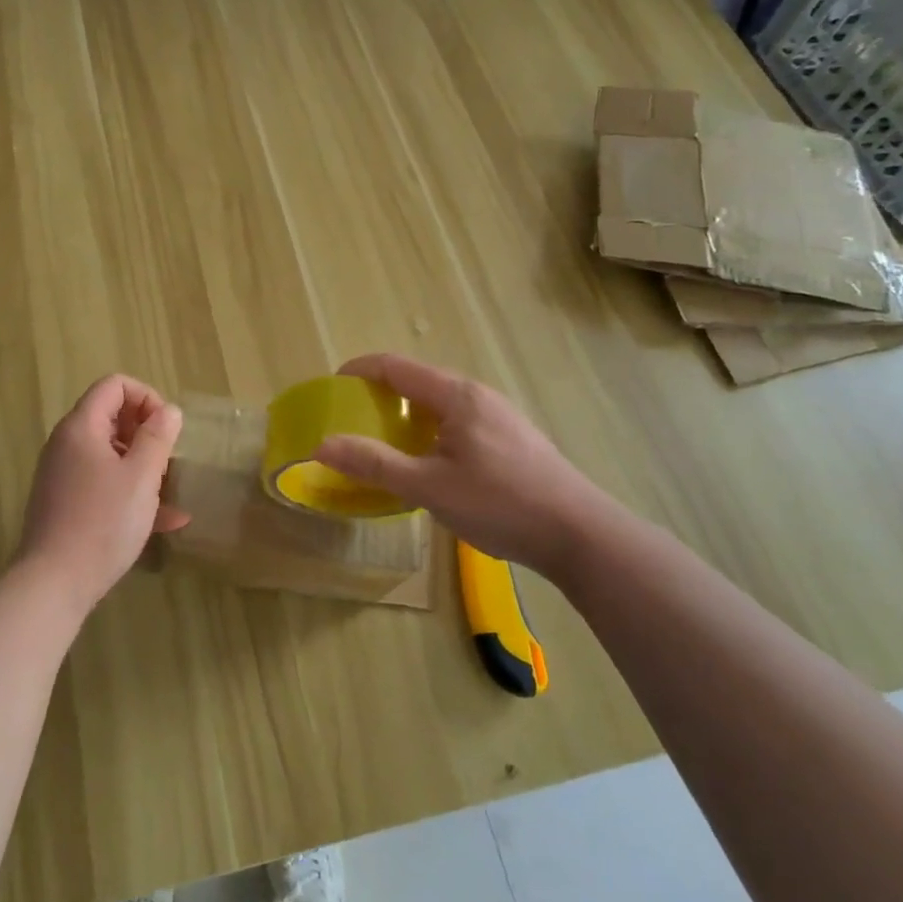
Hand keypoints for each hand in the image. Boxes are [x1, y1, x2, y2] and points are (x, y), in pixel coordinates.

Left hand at [18, 375, 187, 612]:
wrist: (53, 583)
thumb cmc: (103, 522)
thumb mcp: (141, 476)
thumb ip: (158, 437)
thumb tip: (169, 411)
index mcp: (82, 427)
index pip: (114, 385)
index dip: (146, 397)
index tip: (167, 428)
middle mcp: (68, 444)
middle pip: (111, 417)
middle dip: (147, 433)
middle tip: (169, 460)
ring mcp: (64, 475)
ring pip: (111, 454)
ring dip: (143, 465)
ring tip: (170, 489)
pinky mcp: (66, 504)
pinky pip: (103, 484)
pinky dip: (130, 492)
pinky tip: (166, 521)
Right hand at [314, 353, 610, 575]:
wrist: (580, 534)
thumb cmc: (500, 504)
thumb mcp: (428, 487)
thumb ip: (374, 464)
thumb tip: (322, 445)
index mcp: (456, 396)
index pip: (396, 367)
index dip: (360, 370)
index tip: (332, 386)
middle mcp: (478, 395)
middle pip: (419, 380)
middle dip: (381, 393)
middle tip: (353, 419)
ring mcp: (500, 415)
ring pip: (441, 402)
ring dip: (408, 413)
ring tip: (386, 441)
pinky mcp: (513, 438)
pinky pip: (460, 420)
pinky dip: (432, 428)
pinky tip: (431, 462)